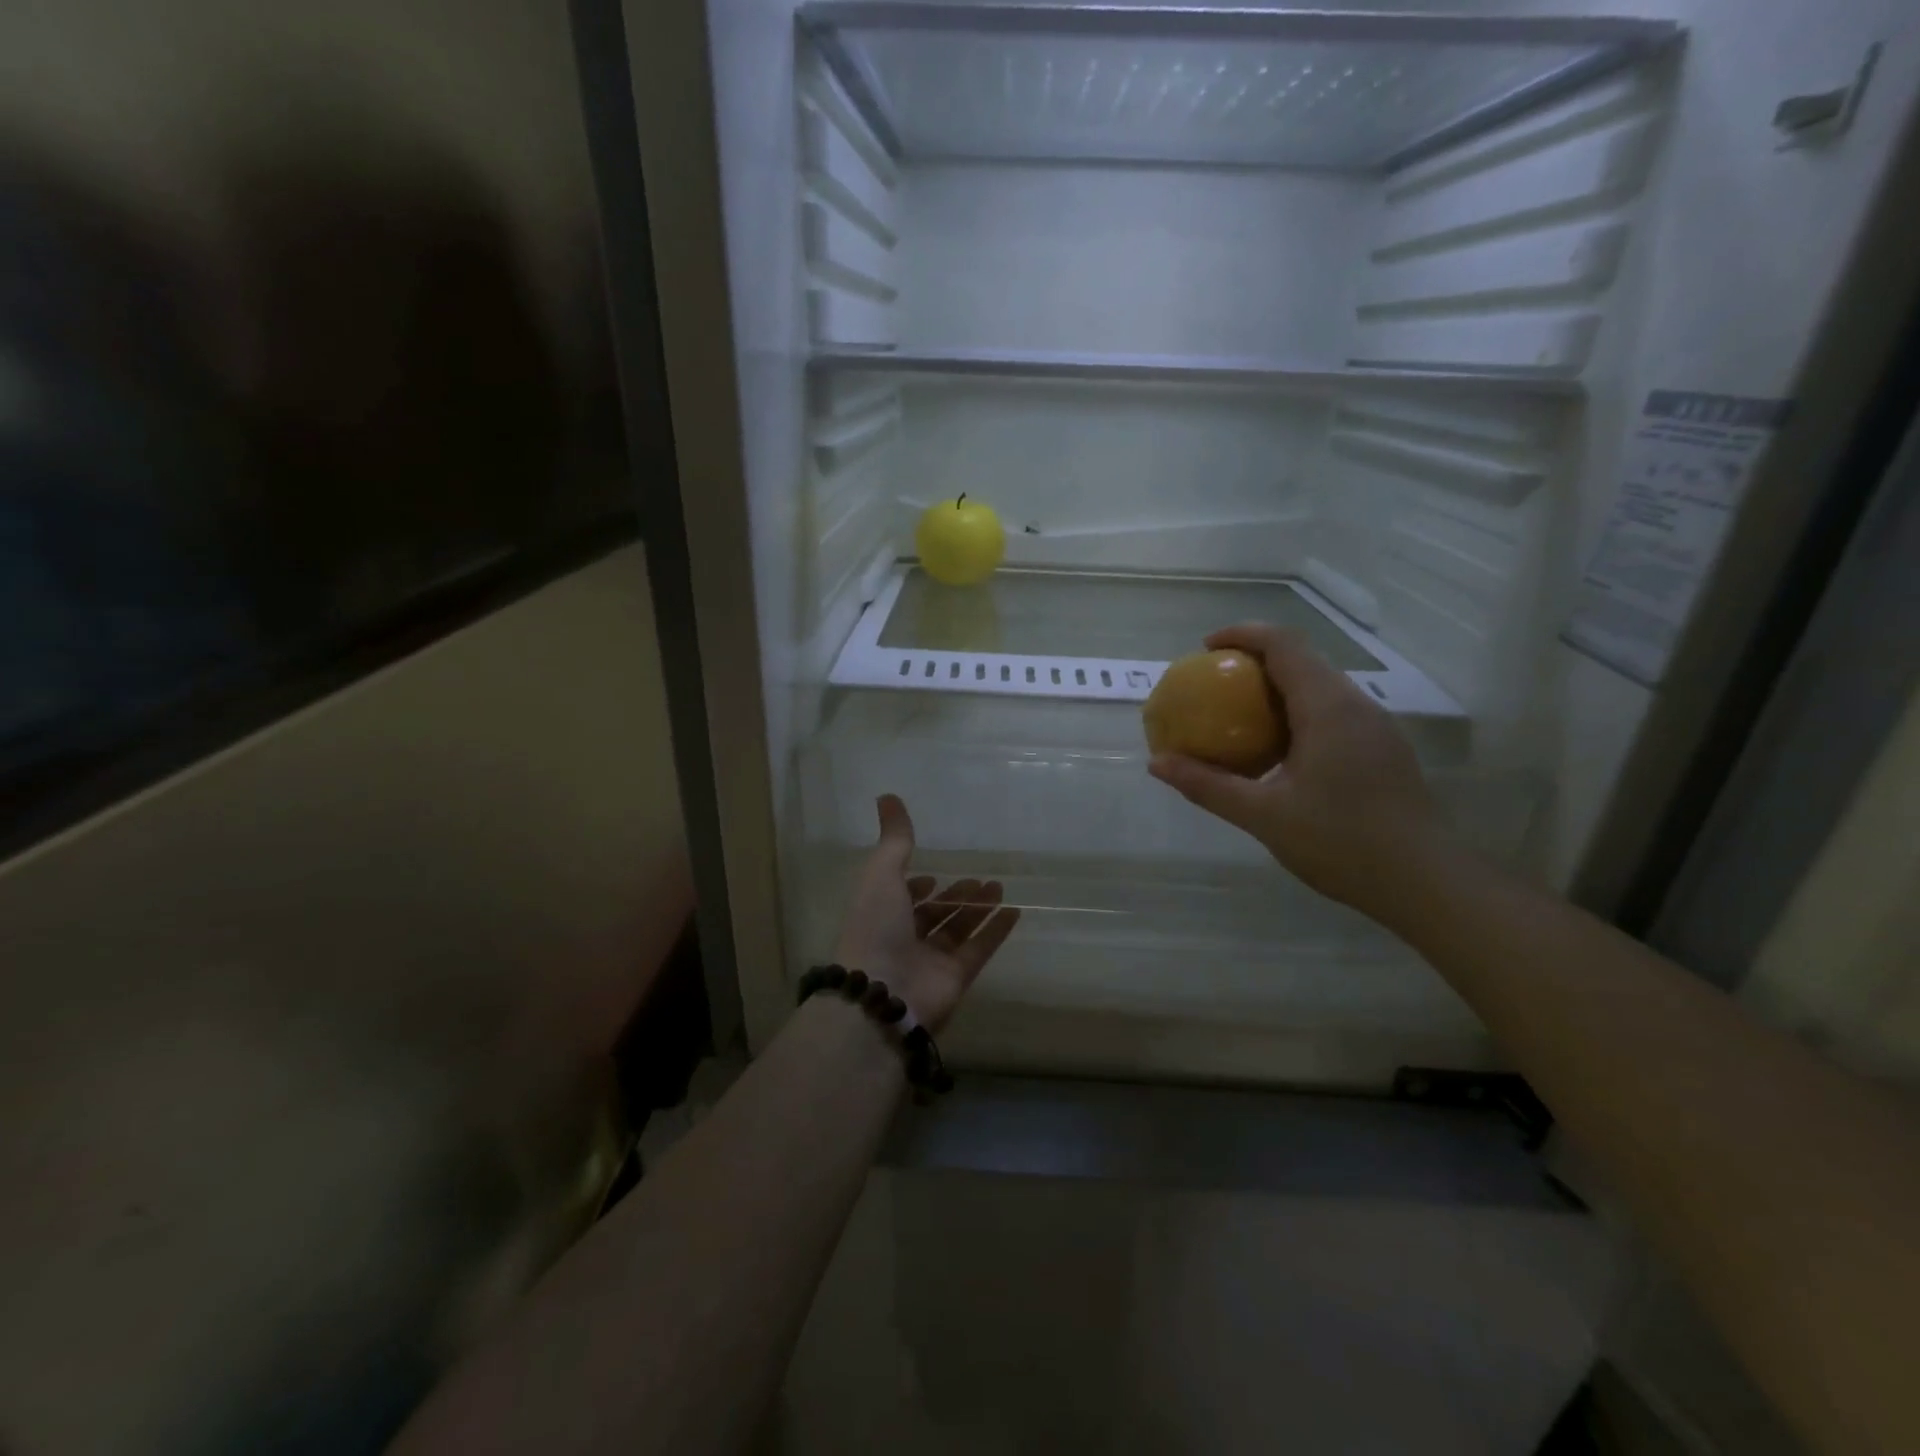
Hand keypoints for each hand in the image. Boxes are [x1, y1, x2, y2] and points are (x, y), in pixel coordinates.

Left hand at [834, 795, 1020, 1031]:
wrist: (883, 994)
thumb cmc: (876, 928)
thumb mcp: (881, 875)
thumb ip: (894, 839)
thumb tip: (887, 796)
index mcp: (880, 915)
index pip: (901, 898)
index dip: (916, 886)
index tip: (934, 872)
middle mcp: (903, 938)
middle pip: (934, 914)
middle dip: (955, 895)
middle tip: (980, 878)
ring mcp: (931, 961)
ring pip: (958, 929)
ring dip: (978, 908)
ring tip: (1000, 886)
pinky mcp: (956, 978)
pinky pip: (979, 950)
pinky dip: (996, 932)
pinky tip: (1014, 912)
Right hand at [1148, 623, 1451, 915]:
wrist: (1426, 882)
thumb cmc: (1341, 842)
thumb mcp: (1263, 815)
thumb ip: (1207, 785)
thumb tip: (1156, 763)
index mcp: (1327, 708)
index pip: (1283, 644)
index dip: (1242, 635)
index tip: (1205, 649)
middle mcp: (1355, 705)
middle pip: (1302, 660)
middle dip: (1254, 661)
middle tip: (1214, 685)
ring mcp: (1375, 726)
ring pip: (1320, 686)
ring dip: (1277, 689)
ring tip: (1239, 717)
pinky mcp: (1383, 749)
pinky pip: (1333, 712)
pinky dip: (1297, 714)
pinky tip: (1280, 753)